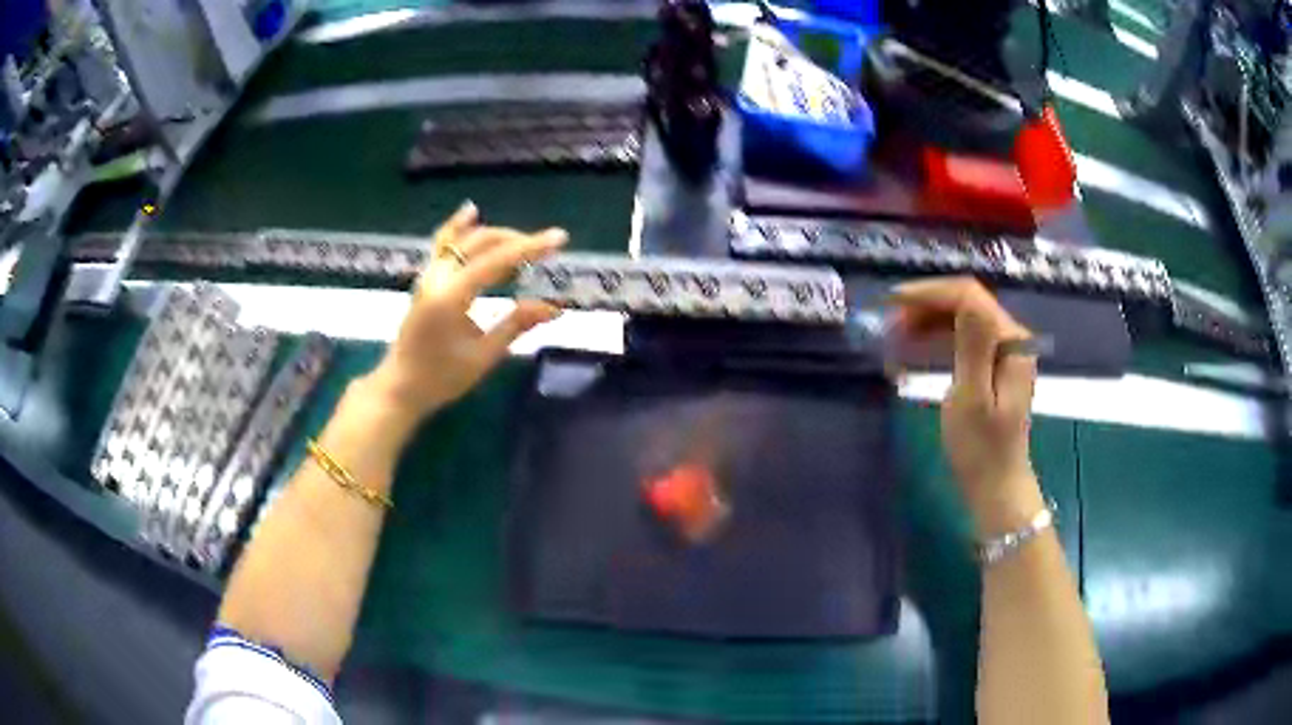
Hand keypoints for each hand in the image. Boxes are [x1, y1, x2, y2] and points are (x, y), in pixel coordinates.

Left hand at [360, 202, 566, 424]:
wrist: (400, 388)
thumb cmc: (441, 378)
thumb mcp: (483, 357)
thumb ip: (516, 325)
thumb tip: (554, 307)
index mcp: (451, 296)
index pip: (497, 260)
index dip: (530, 247)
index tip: (559, 239)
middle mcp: (437, 277)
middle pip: (480, 242)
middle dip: (515, 240)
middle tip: (545, 250)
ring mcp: (428, 276)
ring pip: (462, 239)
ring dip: (494, 236)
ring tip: (522, 241)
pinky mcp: (426, 281)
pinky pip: (443, 245)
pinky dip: (460, 229)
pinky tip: (472, 213)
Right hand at [889, 277, 1044, 534]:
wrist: (995, 488)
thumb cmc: (981, 449)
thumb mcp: (972, 397)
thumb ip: (972, 344)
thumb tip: (965, 297)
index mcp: (1010, 340)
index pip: (969, 296)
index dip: (930, 293)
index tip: (892, 303)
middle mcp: (1010, 338)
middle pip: (965, 304)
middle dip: (925, 308)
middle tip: (888, 325)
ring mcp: (1002, 352)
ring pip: (960, 321)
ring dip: (926, 323)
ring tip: (894, 338)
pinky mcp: (992, 368)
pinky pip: (961, 341)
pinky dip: (935, 341)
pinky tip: (912, 351)